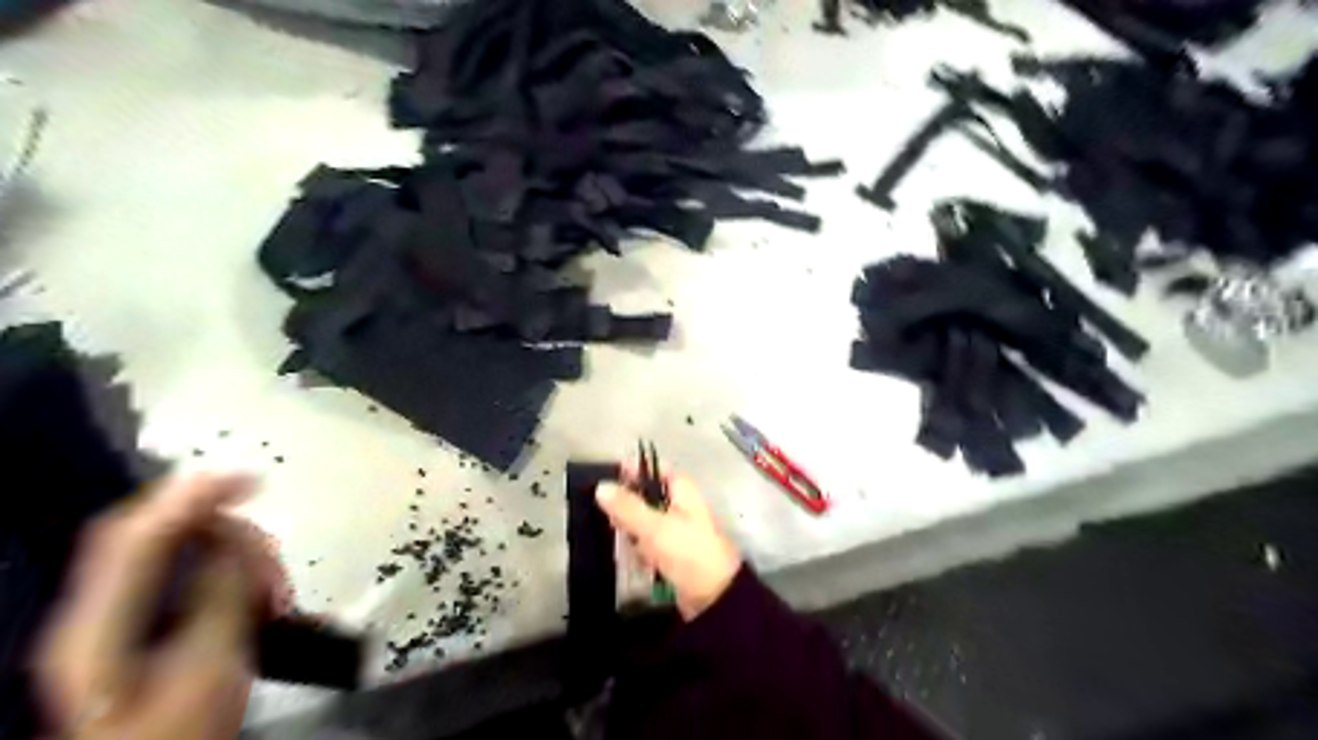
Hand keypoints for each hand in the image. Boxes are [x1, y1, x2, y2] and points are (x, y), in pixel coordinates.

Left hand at [38, 473, 288, 738]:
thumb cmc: (180, 730)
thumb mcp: (210, 666)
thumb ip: (220, 597)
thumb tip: (234, 543)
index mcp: (98, 625)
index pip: (136, 536)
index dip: (191, 497)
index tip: (251, 480)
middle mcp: (96, 611)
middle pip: (159, 536)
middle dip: (227, 533)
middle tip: (272, 562)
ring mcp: (115, 619)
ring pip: (180, 552)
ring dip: (236, 555)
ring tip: (272, 588)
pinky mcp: (141, 626)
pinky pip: (188, 573)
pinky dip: (230, 571)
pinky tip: (259, 594)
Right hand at [597, 471, 738, 621]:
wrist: (714, 596)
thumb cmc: (688, 552)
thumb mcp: (654, 527)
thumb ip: (627, 507)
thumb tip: (601, 486)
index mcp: (682, 490)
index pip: (654, 469)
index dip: (632, 470)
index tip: (607, 478)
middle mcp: (680, 505)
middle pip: (646, 496)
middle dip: (626, 504)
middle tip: (605, 513)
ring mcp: (676, 530)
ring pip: (645, 521)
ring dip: (630, 528)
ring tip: (613, 536)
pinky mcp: (672, 553)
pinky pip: (648, 543)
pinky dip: (638, 547)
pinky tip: (628, 555)